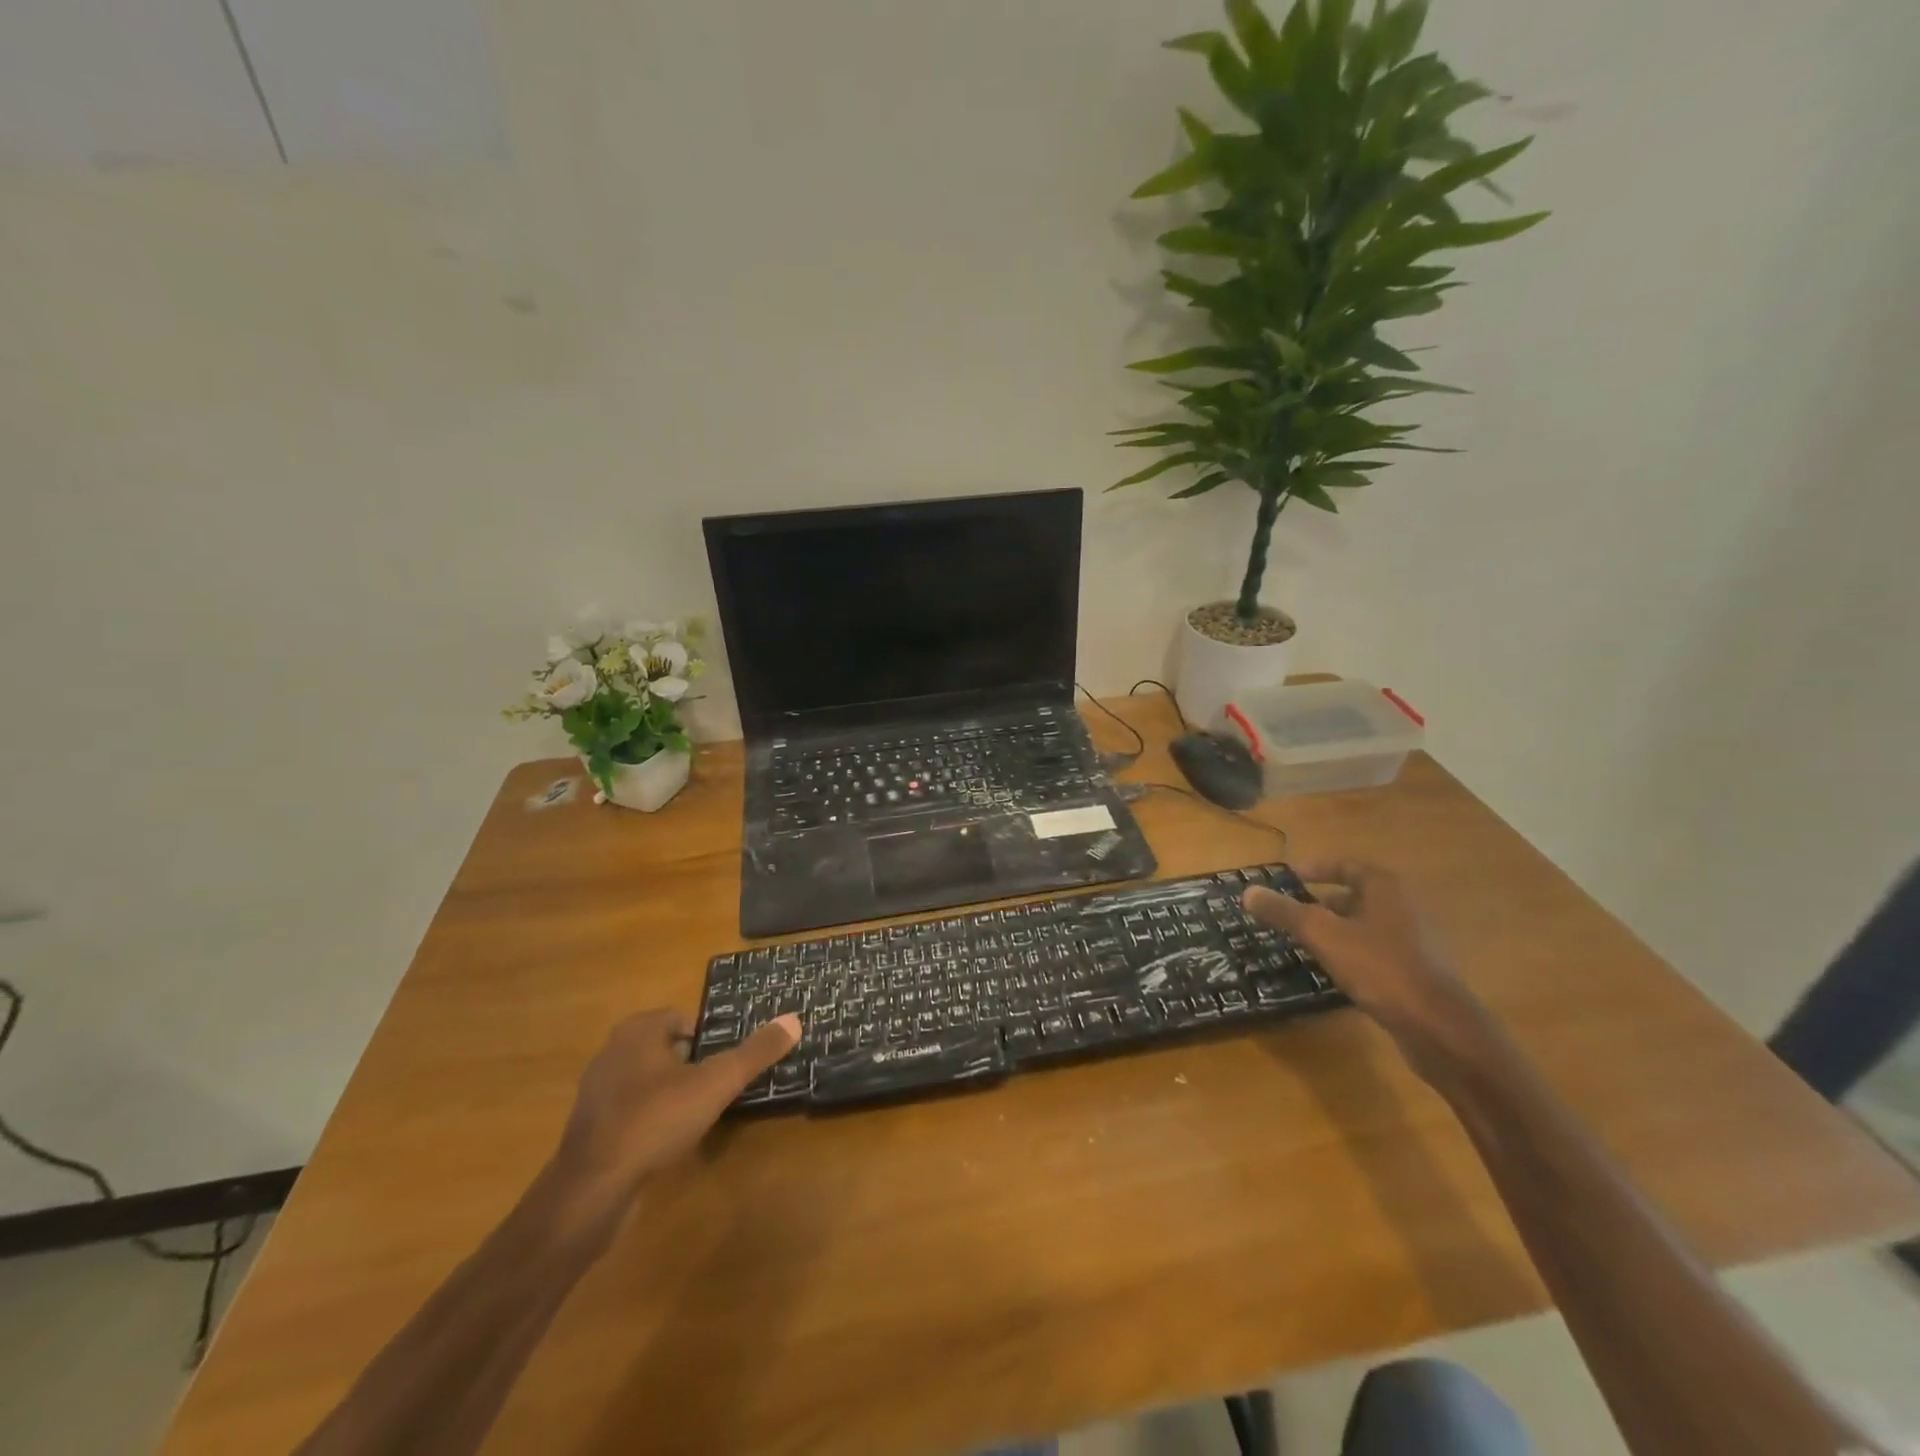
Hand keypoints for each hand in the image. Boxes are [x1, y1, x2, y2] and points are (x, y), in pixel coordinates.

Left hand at [553, 1008, 799, 1203]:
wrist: (591, 1191)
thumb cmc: (655, 1121)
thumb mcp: (716, 1083)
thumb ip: (755, 1052)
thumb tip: (794, 1019)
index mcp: (637, 1032)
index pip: (680, 1017)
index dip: (708, 1034)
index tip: (728, 1058)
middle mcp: (612, 1052)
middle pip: (664, 1046)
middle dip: (692, 1060)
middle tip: (720, 1082)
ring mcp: (597, 1092)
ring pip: (646, 1078)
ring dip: (672, 1089)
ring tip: (701, 1110)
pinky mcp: (591, 1129)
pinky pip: (631, 1109)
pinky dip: (652, 1116)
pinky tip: (670, 1139)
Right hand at [1244, 861, 1491, 1083]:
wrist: (1439, 1028)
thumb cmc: (1380, 968)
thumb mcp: (1323, 935)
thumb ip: (1285, 912)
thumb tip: (1248, 891)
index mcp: (1386, 888)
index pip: (1346, 865)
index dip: (1316, 868)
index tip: (1289, 878)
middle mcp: (1404, 907)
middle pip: (1356, 896)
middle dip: (1321, 903)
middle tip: (1289, 914)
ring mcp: (1415, 941)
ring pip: (1364, 926)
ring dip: (1334, 930)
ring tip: (1302, 943)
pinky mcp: (1417, 972)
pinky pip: (1375, 952)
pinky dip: (1350, 954)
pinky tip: (1331, 972)